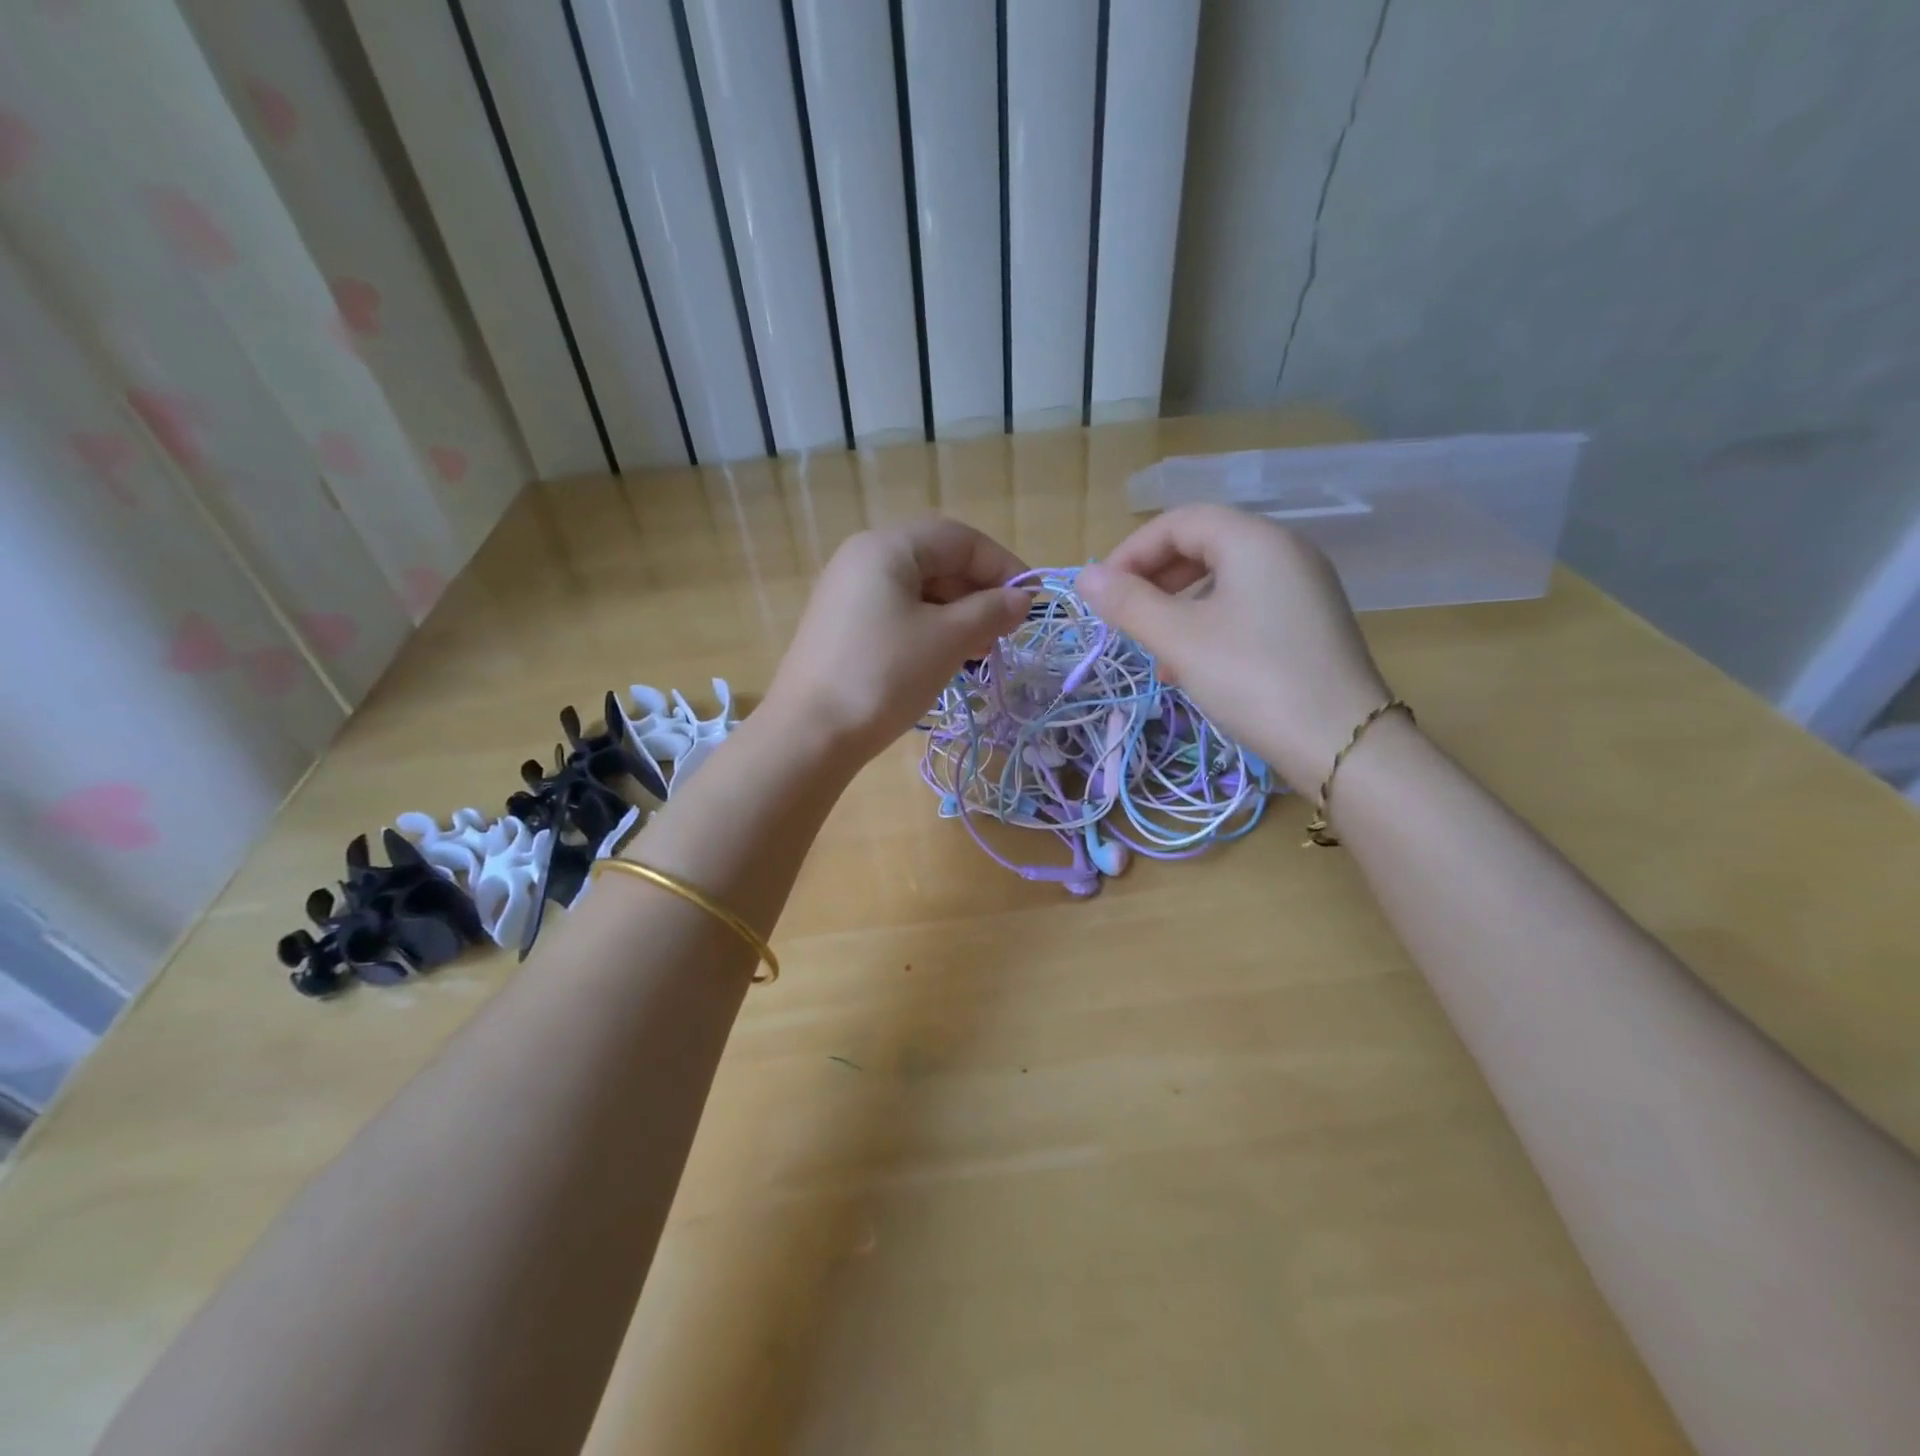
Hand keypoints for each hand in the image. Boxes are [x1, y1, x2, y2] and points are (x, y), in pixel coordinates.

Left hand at [764, 517, 1030, 763]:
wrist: (810, 734)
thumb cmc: (884, 675)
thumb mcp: (947, 640)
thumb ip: (991, 611)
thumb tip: (1023, 599)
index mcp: (887, 547)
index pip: (959, 539)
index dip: (1002, 566)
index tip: (1031, 603)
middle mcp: (862, 559)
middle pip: (936, 561)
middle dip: (979, 592)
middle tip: (1007, 631)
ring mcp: (847, 594)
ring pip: (918, 591)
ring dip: (957, 614)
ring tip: (983, 650)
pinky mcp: (841, 627)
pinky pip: (897, 613)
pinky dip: (929, 629)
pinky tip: (947, 658)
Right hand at [1078, 505, 1392, 792]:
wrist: (1342, 743)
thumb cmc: (1253, 679)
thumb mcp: (1180, 640)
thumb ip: (1128, 604)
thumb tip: (1084, 578)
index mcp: (1255, 540)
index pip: (1179, 522)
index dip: (1131, 552)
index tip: (1101, 593)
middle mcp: (1284, 551)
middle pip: (1203, 544)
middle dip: (1154, 578)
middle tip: (1124, 617)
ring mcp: (1303, 586)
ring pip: (1223, 578)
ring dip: (1178, 604)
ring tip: (1154, 648)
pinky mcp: (1310, 622)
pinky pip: (1246, 604)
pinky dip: (1209, 622)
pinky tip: (1192, 664)